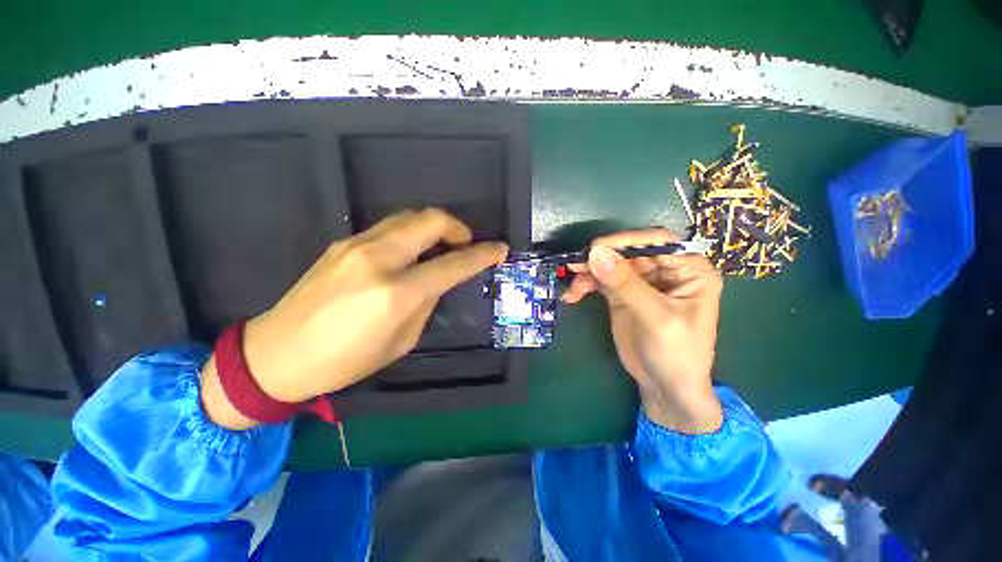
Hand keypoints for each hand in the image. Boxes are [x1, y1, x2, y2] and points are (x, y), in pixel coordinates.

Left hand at [201, 208, 507, 429]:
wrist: (276, 354)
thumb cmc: (345, 360)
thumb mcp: (401, 340)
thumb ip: (426, 302)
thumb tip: (439, 279)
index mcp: (397, 293)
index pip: (453, 264)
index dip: (482, 254)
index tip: (499, 249)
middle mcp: (378, 259)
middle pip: (431, 220)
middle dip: (458, 227)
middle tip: (465, 243)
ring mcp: (356, 245)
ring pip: (409, 216)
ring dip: (433, 227)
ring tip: (439, 247)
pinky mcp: (342, 243)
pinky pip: (389, 227)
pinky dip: (410, 233)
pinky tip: (409, 253)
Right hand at [562, 229, 723, 433]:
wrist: (665, 387)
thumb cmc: (676, 354)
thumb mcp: (655, 317)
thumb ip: (625, 284)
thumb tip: (596, 253)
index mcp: (689, 270)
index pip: (658, 242)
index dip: (627, 240)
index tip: (596, 247)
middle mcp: (666, 271)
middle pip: (629, 252)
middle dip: (602, 259)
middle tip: (575, 265)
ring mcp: (642, 282)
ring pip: (611, 265)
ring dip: (589, 273)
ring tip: (573, 287)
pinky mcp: (623, 294)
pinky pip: (602, 281)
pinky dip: (586, 285)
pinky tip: (573, 295)